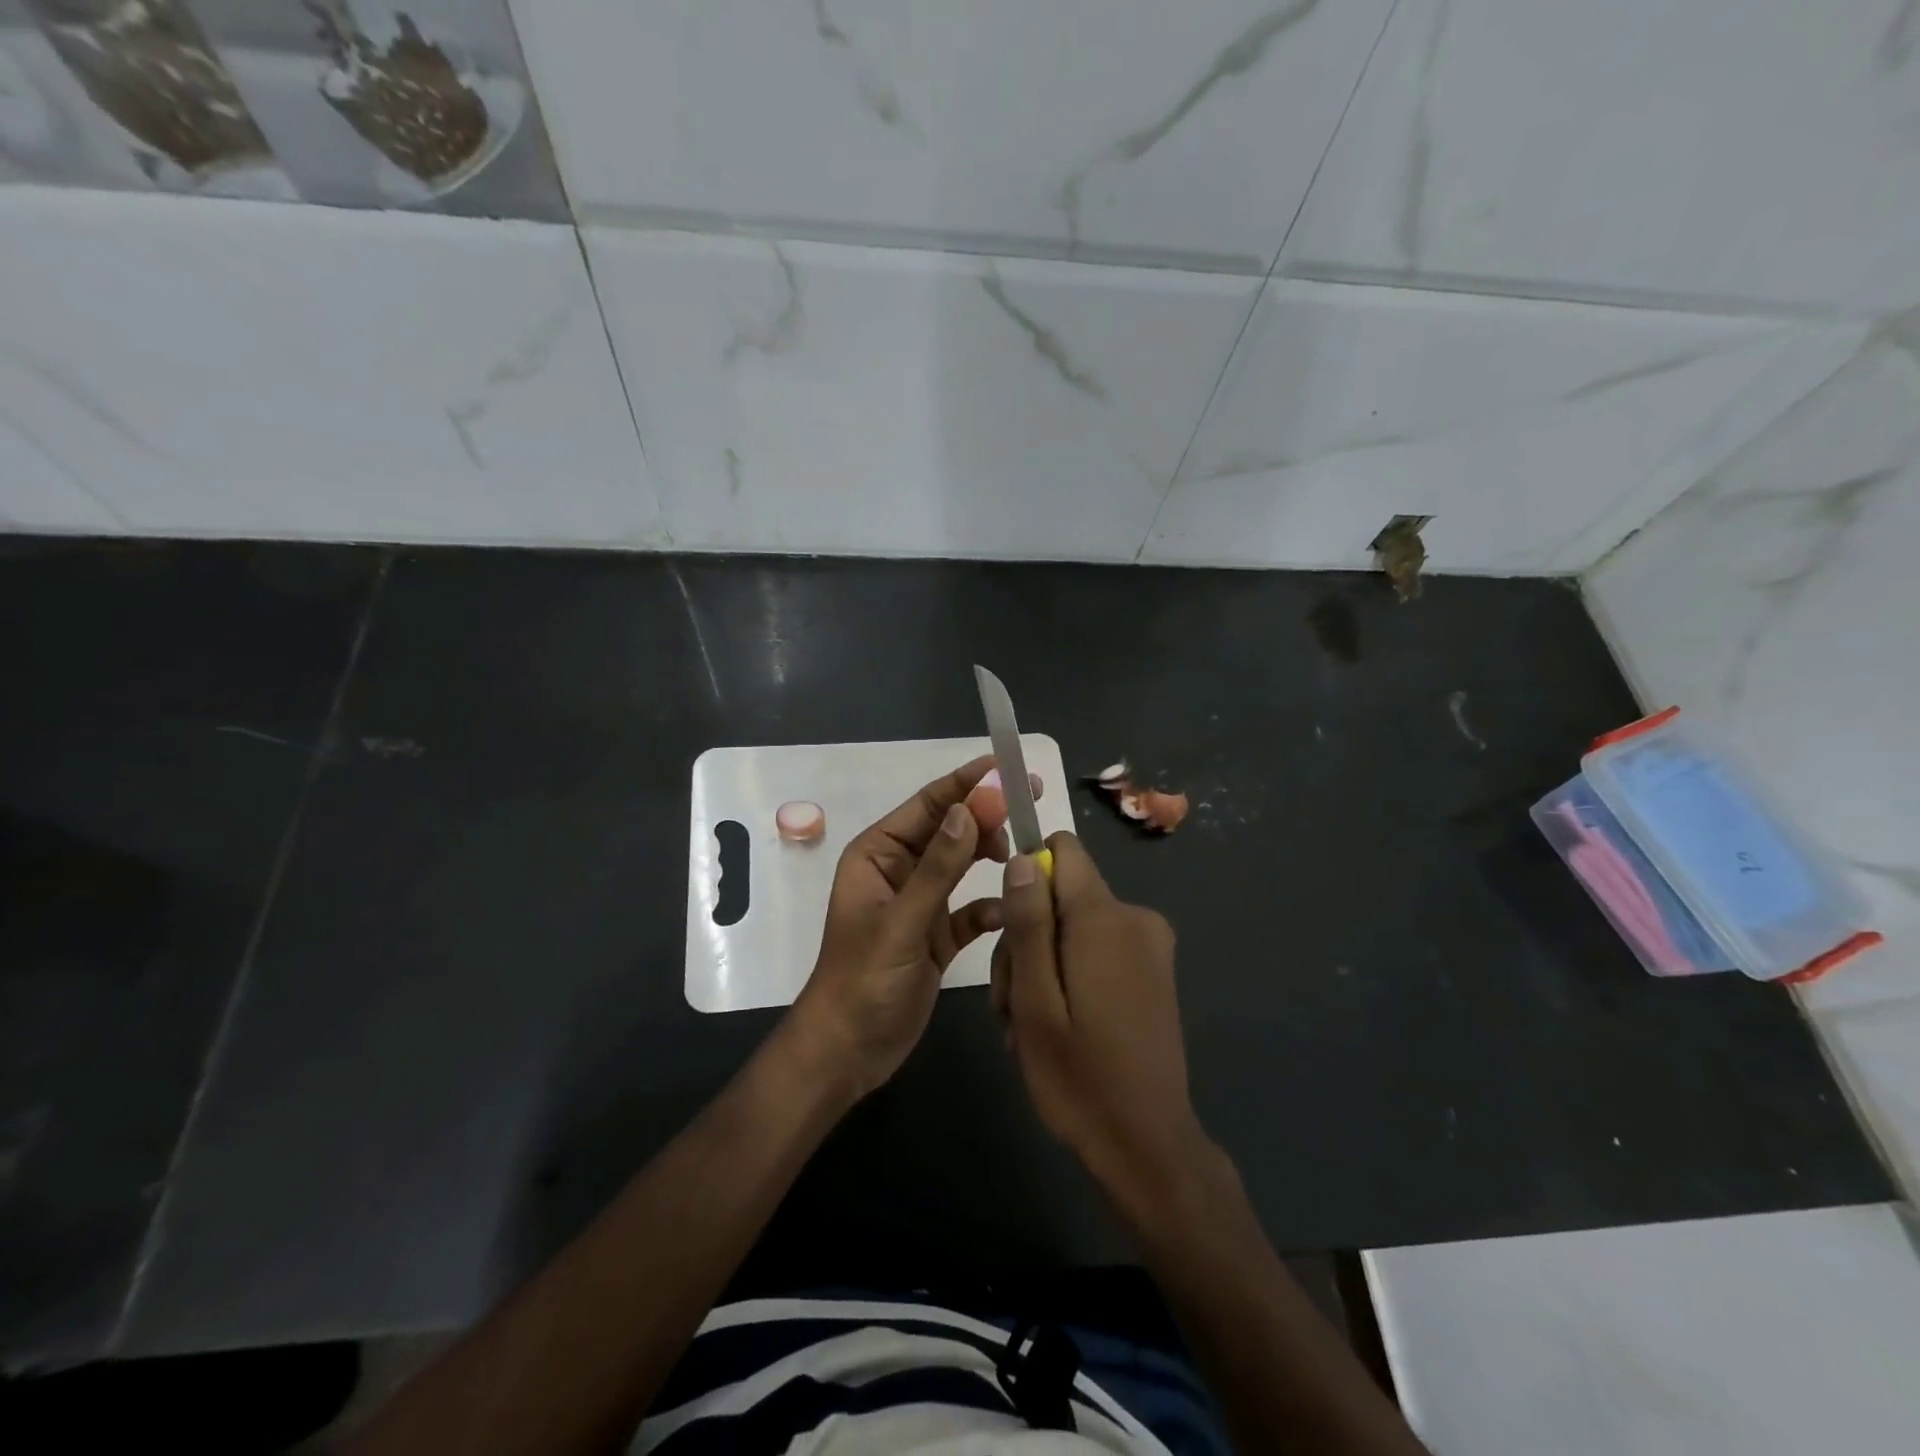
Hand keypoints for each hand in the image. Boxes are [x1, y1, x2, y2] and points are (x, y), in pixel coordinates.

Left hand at [787, 756, 1007, 1098]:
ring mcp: (920, 903)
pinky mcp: (937, 935)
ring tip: (1021, 856)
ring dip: (990, 856)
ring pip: (962, 865)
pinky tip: (1007, 914)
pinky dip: (989, 907)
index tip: (1008, 769)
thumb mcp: (902, 922)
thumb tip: (969, 809)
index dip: (966, 784)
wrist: (848, 1051)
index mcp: (878, 854)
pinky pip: (970, 909)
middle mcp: (900, 870)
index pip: (928, 806)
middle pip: (950, 830)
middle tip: (1031, 805)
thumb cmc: (863, 981)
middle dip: (986, 816)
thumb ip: (938, 868)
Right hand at [991, 833, 1213, 1220]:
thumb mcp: (1035, 1000)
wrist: (1147, 1146)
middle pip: (1060, 895)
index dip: (1027, 875)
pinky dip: (1070, 976)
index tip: (1009, 924)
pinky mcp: (1154, 970)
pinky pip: (1097, 948)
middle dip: (1027, 939)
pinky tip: (1057, 1026)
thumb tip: (1022, 859)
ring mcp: (1150, 945)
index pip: (1062, 850)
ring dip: (1043, 966)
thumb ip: (1028, 924)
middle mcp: (1135, 918)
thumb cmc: (1079, 1077)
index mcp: (1105, 918)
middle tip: (1011, 1004)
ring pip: (1073, 926)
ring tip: (1029, 1026)